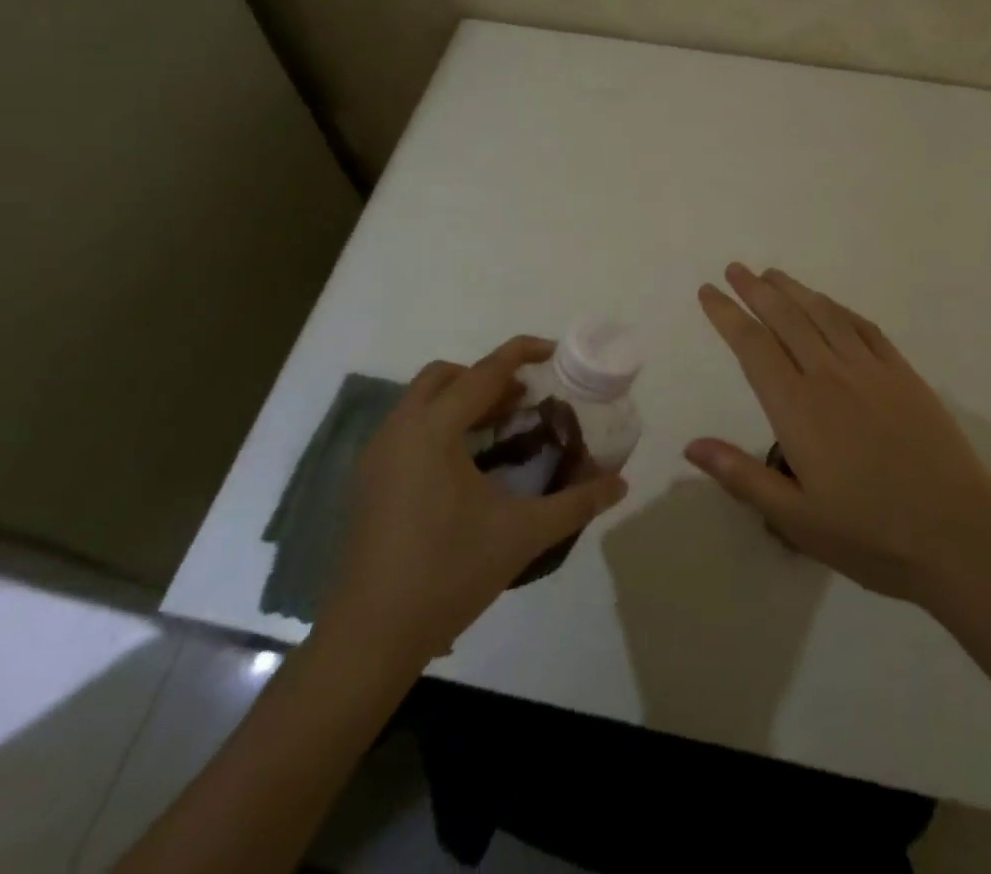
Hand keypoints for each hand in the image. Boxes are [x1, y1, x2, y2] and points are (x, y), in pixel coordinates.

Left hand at [316, 336, 627, 670]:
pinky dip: (441, 425)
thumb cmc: (448, 574)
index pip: (484, 372)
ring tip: (502, 428)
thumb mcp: (522, 534)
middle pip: (446, 376)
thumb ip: (576, 503)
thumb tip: (621, 483)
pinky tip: (467, 465)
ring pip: (423, 401)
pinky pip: (408, 428)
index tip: (554, 352)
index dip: (521, 353)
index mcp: (433, 430)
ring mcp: (377, 455)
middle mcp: (399, 429)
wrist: (370, 638)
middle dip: (487, 377)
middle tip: (524, 400)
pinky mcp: (369, 481)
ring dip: (463, 401)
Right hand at [688, 265, 990, 605]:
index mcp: (798, 409)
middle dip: (756, 290)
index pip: (753, 347)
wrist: (959, 535)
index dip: (727, 315)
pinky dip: (839, 309)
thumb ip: (742, 477)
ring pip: (824, 315)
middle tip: (734, 269)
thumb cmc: (870, 535)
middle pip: (786, 319)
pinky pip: (864, 328)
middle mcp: (830, 376)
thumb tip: (690, 445)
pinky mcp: (903, 374)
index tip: (708, 292)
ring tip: (773, 274)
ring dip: (795, 290)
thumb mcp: (796, 520)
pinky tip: (829, 305)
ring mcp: (871, 371)